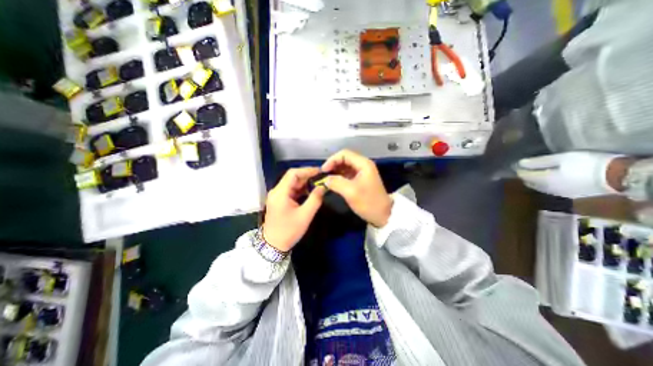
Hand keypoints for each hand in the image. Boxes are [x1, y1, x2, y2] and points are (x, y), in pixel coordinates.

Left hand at [261, 167, 325, 250]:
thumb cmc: (289, 231)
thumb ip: (315, 199)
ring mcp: (277, 195)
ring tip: (318, 184)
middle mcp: (277, 191)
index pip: (293, 173)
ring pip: (292, 183)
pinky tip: (310, 192)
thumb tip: (323, 187)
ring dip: (305, 183)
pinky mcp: (279, 200)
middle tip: (321, 178)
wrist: (273, 245)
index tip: (320, 172)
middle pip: (292, 177)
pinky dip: (301, 189)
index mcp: (280, 193)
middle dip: (307, 176)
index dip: (307, 170)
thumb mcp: (305, 215)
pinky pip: (291, 190)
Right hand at [321, 151, 391, 227]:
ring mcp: (363, 172)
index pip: (344, 154)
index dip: (332, 160)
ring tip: (327, 179)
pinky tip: (334, 183)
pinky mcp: (361, 179)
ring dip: (336, 171)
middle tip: (324, 175)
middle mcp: (363, 165)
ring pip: (346, 166)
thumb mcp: (350, 192)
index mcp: (363, 164)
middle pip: (345, 158)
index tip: (323, 171)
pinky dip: (340, 176)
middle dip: (333, 165)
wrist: (383, 215)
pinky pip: (348, 173)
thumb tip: (325, 179)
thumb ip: (336, 183)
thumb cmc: (368, 202)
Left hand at [515, 150, 621, 198]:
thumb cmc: (587, 164)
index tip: (515, 165)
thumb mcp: (562, 159)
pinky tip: (549, 180)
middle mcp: (547, 188)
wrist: (621, 178)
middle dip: (525, 176)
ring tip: (534, 174)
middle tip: (523, 169)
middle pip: (530, 183)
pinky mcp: (571, 195)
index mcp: (543, 180)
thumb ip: (539, 162)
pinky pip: (551, 189)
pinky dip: (545, 184)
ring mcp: (559, 193)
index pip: (524, 176)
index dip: (519, 170)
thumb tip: (521, 163)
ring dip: (535, 181)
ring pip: (540, 187)